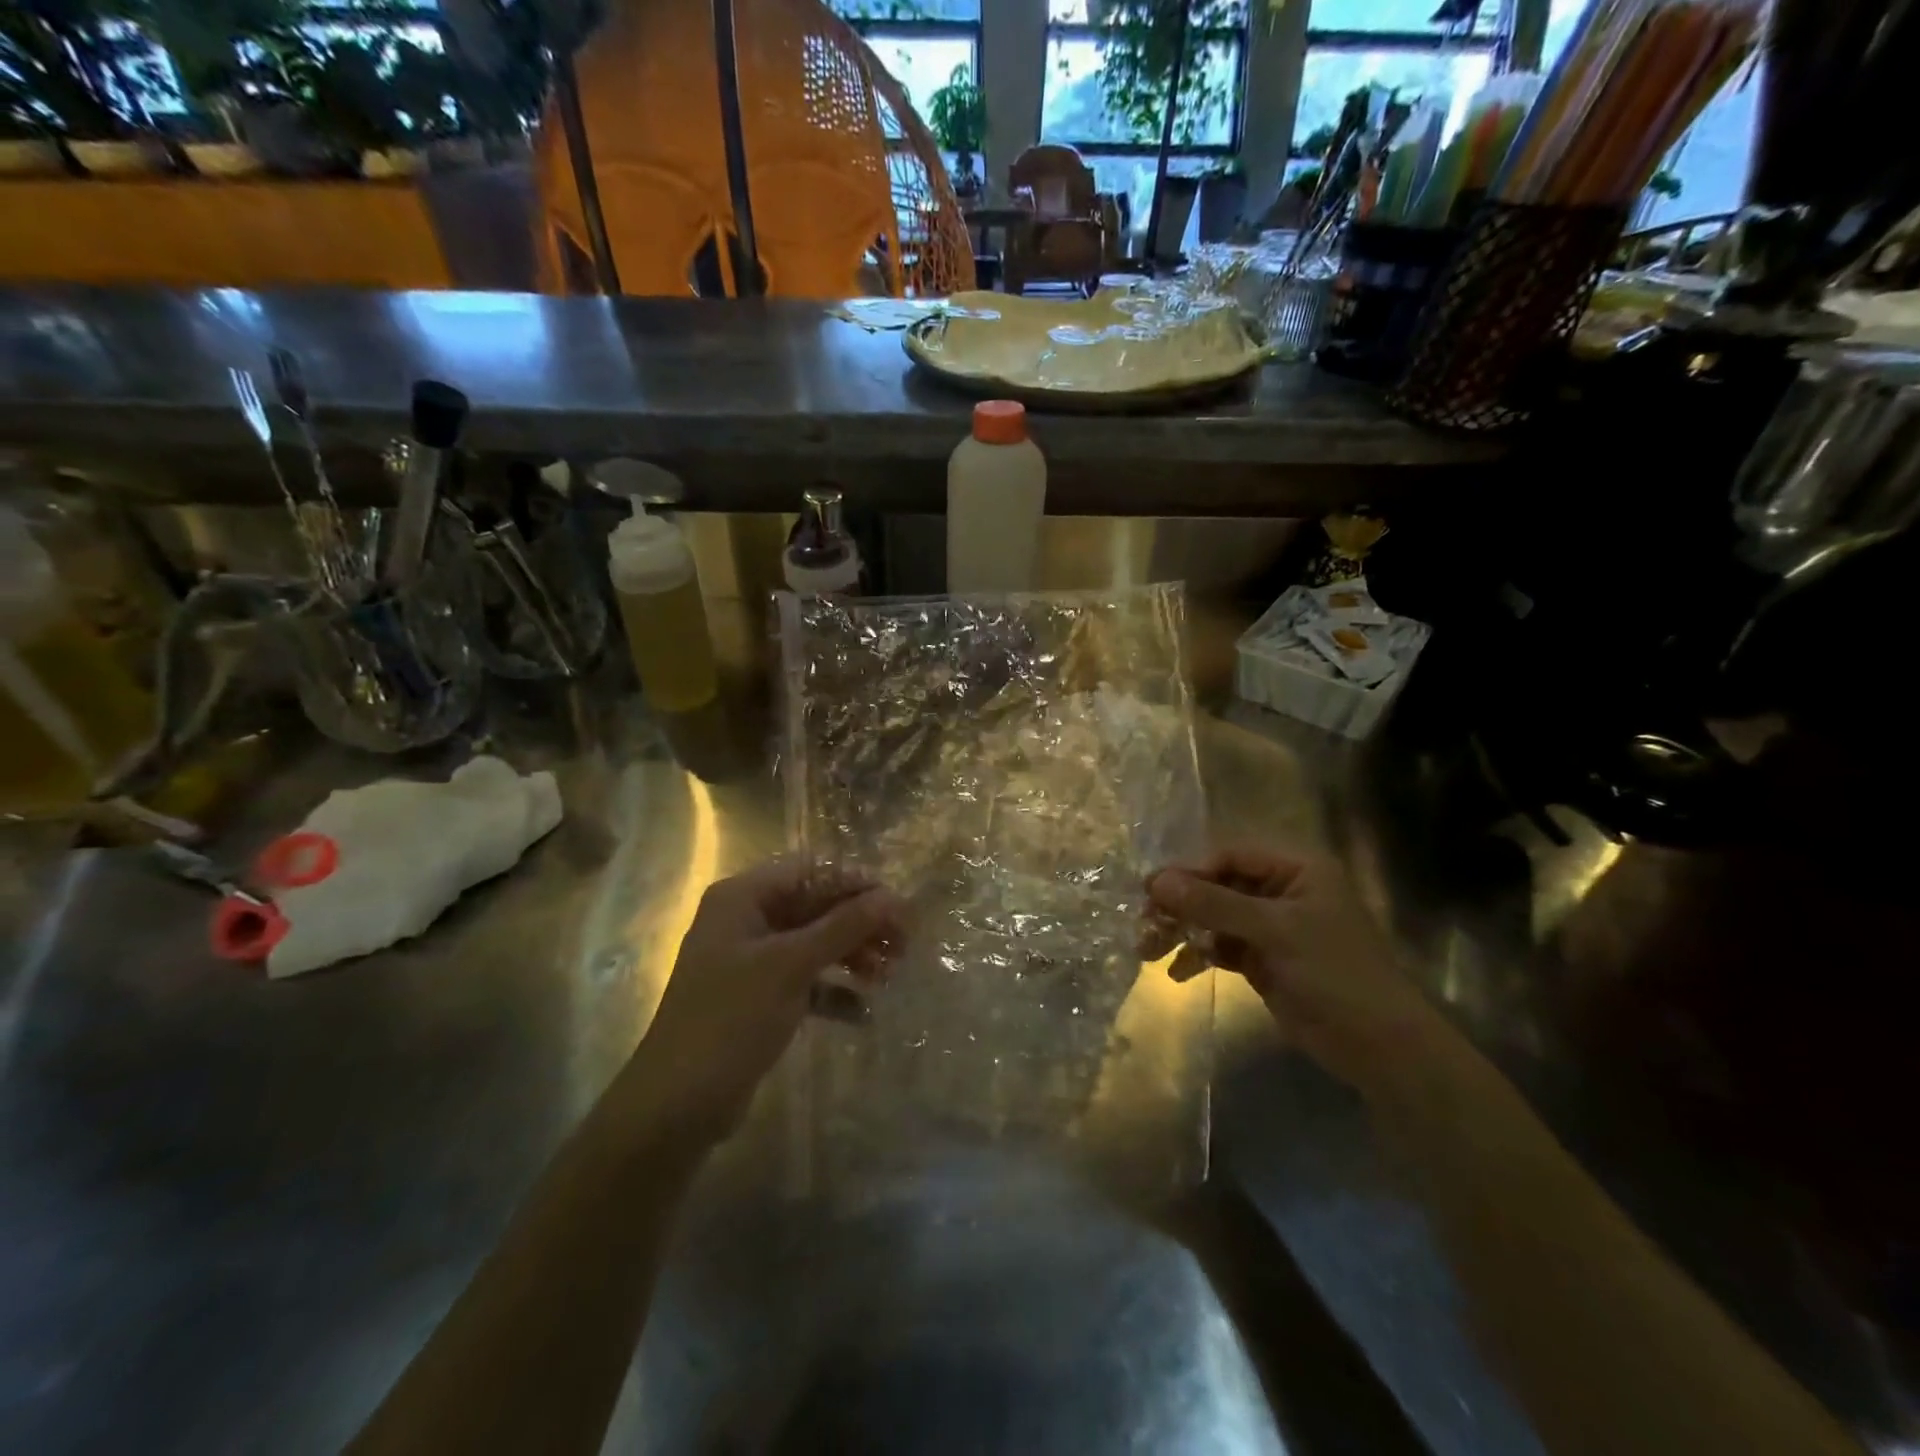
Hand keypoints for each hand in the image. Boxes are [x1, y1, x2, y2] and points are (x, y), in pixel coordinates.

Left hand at [632, 860, 905, 1142]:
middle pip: (815, 907)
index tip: (899, 906)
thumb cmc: (731, 1019)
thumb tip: (893, 896)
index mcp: (743, 897)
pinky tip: (863, 1014)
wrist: (677, 1105)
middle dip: (859, 925)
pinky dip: (833, 991)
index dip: (856, 885)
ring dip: (852, 956)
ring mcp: (751, 960)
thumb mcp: (791, 966)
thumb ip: (844, 926)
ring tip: (888, 977)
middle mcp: (746, 920)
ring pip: (814, 944)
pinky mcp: (759, 998)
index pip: (810, 872)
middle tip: (903, 946)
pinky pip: (805, 981)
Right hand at [1144, 846, 1439, 1093]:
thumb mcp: (1274, 932)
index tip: (1152, 892)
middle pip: (1217, 886)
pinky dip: (1199, 956)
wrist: (1379, 1047)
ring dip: (1183, 931)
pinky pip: (1220, 946)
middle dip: (1181, 905)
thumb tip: (1157, 882)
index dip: (1190, 871)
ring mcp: (1271, 927)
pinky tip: (1177, 973)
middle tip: (1144, 923)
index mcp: (1295, 869)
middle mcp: (1281, 890)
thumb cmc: (1334, 974)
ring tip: (1148, 950)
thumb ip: (1214, 904)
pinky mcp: (1263, 959)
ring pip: (1214, 917)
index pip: (1229, 856)